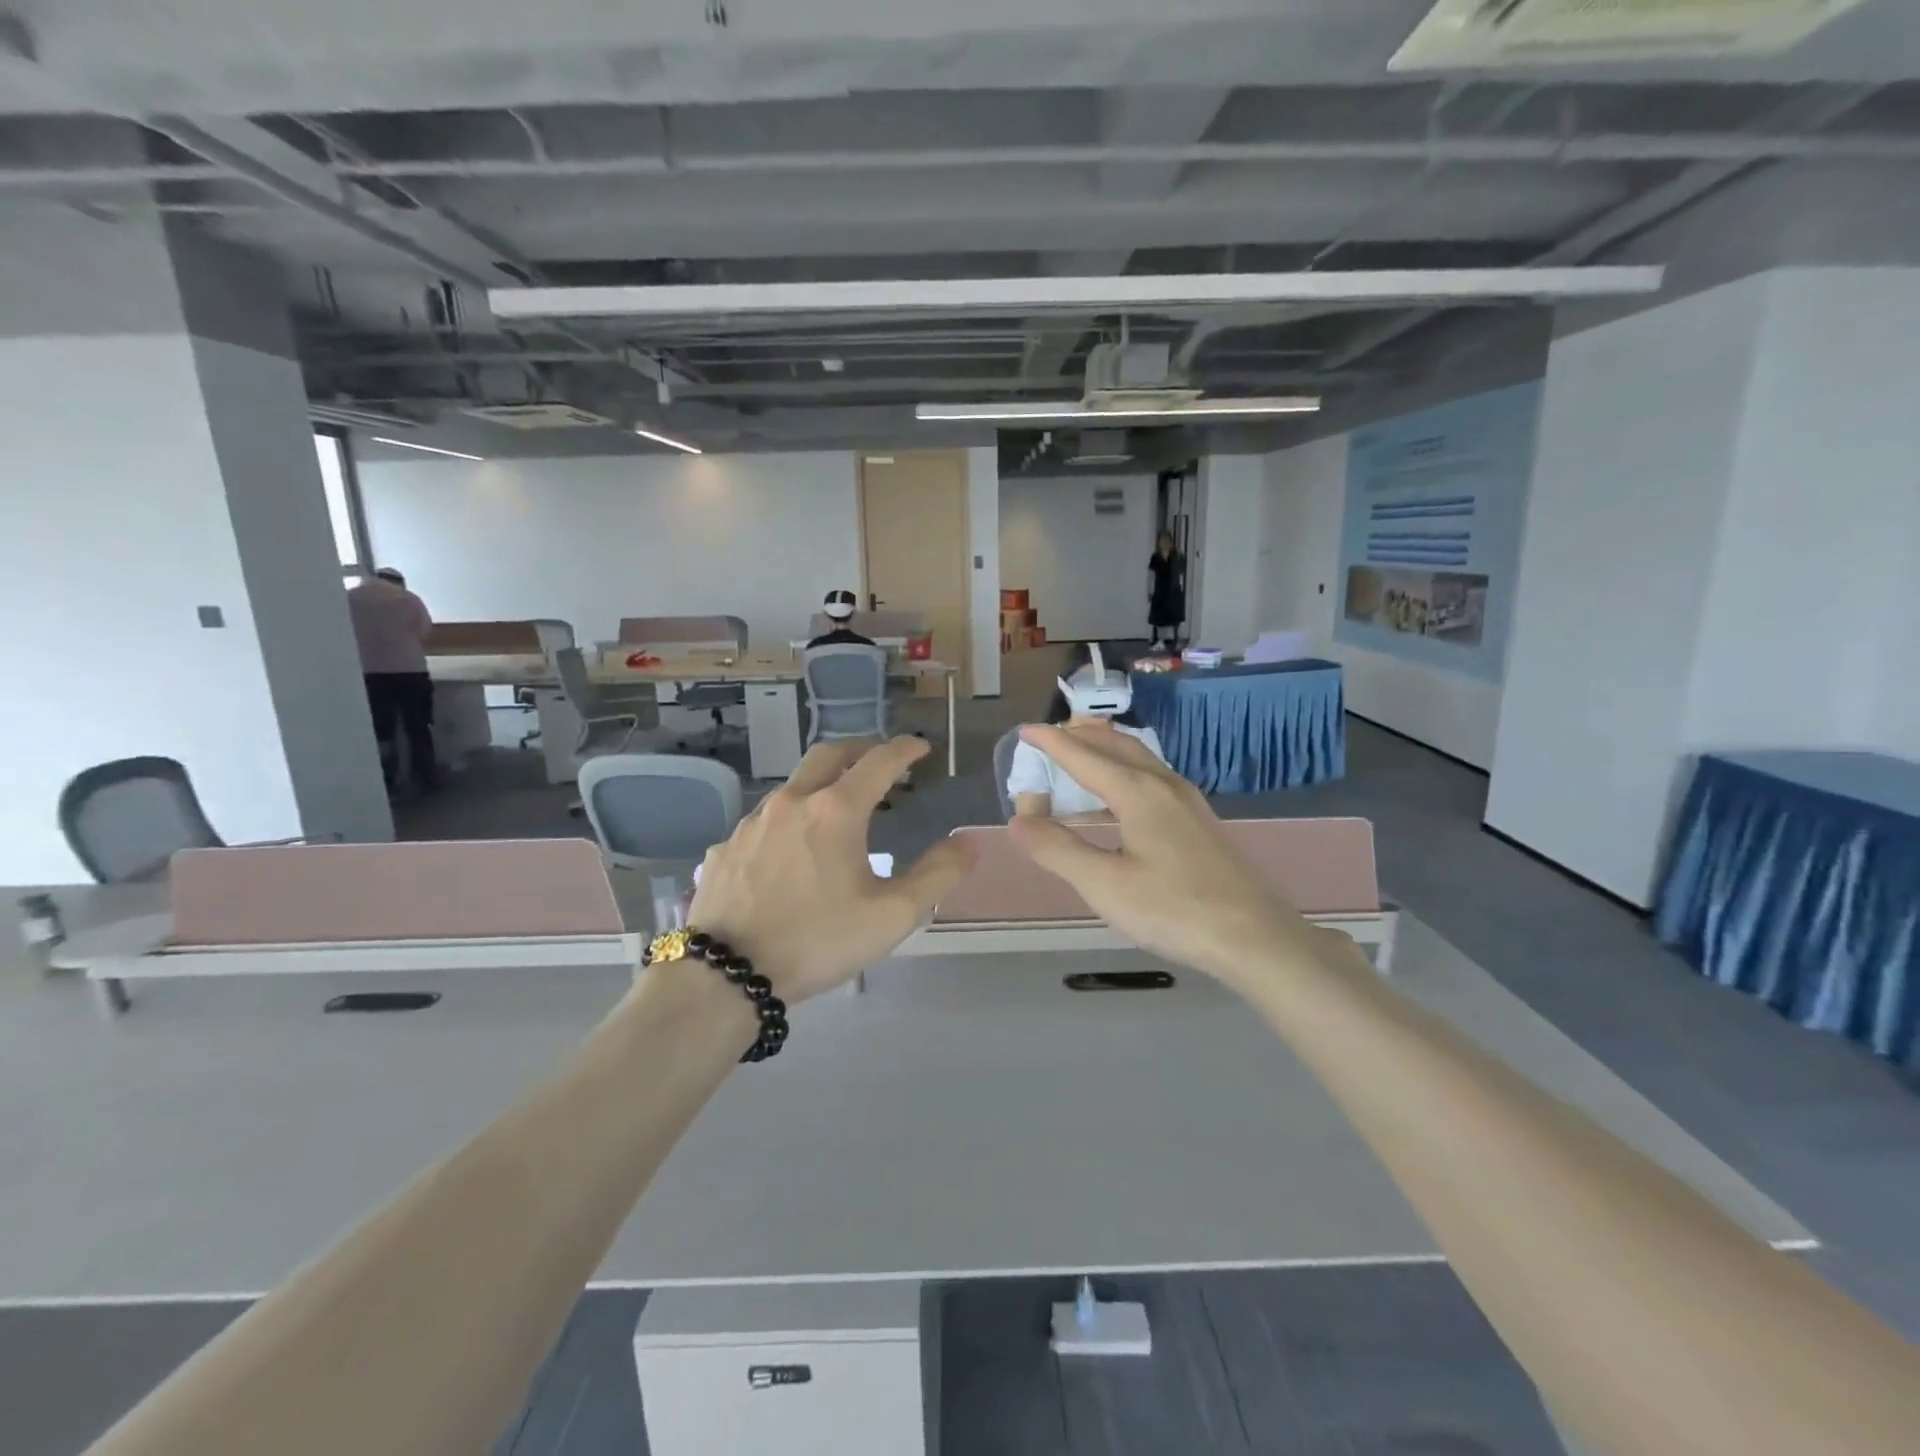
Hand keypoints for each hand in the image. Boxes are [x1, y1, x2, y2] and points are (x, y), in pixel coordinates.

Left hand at [688, 738, 973, 1001]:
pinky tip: (789, 853)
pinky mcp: (725, 848)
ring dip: (821, 785)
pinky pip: (763, 822)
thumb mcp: (892, 915)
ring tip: (836, 810)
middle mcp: (792, 802)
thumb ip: (937, 875)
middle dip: (860, 750)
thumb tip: (966, 842)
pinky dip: (788, 822)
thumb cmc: (817, 940)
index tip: (921, 747)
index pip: (879, 761)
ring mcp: (752, 823)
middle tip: (879, 761)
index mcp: (836, 811)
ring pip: (792, 786)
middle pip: (828, 755)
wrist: (725, 975)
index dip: (904, 749)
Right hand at [1005, 726, 1334, 985]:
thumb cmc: (1174, 909)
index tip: (1025, 731)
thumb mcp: (1104, 885)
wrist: (1256, 937)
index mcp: (1137, 792)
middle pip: (1117, 745)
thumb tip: (1018, 820)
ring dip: (1106, 751)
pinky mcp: (1200, 822)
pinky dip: (1124, 773)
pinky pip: (1153, 779)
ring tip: (1081, 757)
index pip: (1084, 756)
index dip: (1051, 742)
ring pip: (1140, 759)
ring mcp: (1188, 802)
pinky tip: (1121, 801)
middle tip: (1052, 737)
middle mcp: (1164, 785)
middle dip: (1081, 736)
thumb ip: (1057, 850)